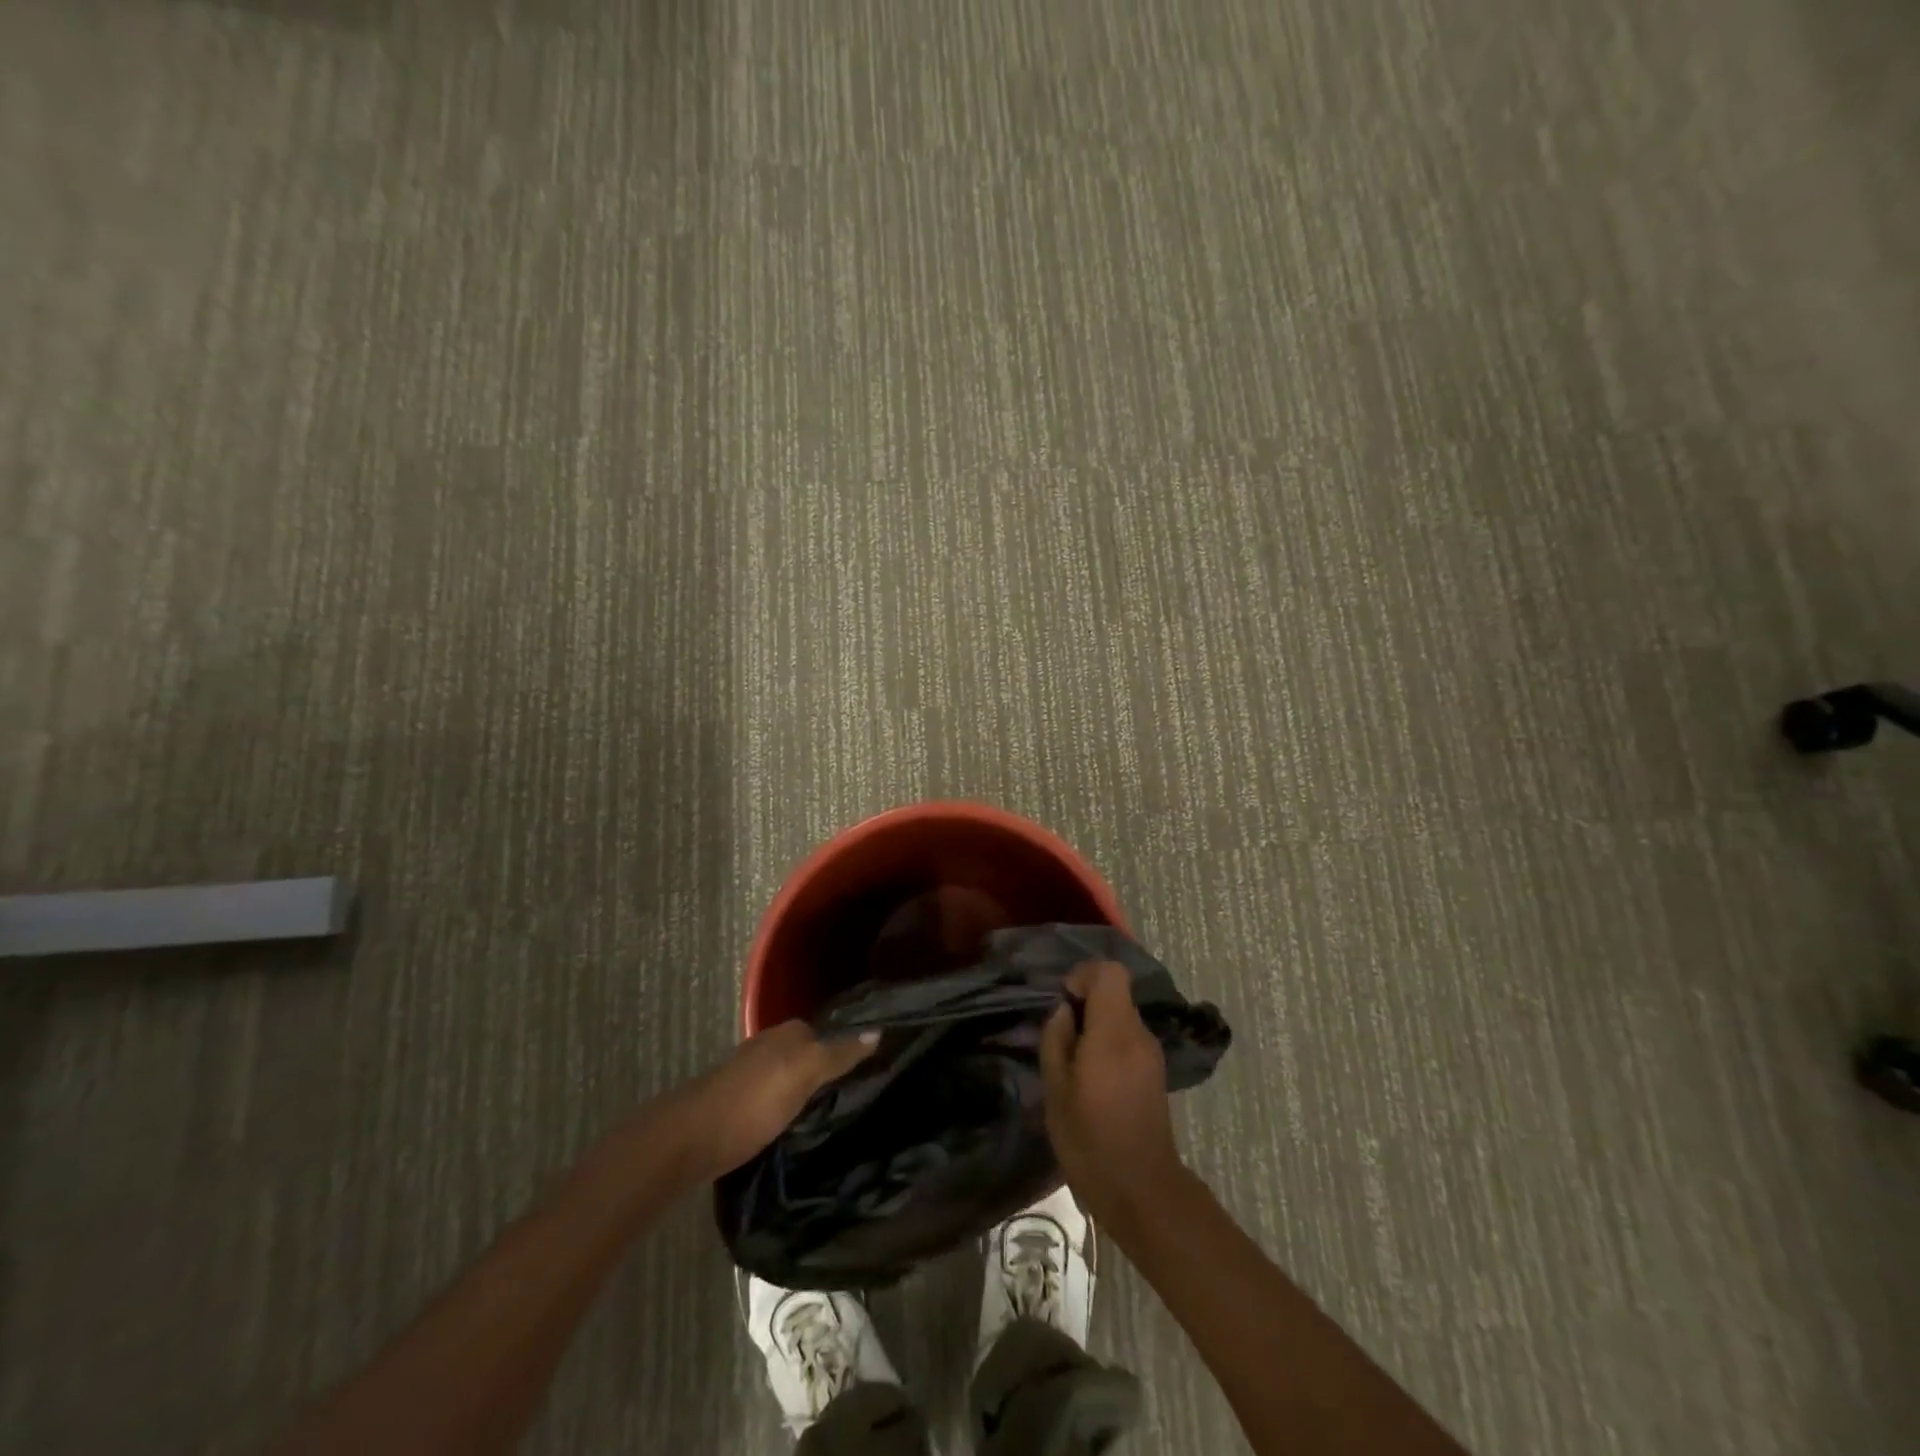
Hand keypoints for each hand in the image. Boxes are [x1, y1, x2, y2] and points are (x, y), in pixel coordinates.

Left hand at [682, 1022, 877, 1175]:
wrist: (689, 1140)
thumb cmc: (752, 1102)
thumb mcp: (803, 1074)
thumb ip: (839, 1054)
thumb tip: (878, 1031)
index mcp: (787, 1033)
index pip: (829, 1033)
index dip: (850, 1049)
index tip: (874, 1071)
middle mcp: (769, 1046)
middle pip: (809, 1054)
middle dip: (830, 1070)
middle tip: (858, 1098)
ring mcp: (751, 1075)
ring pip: (792, 1077)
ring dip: (809, 1092)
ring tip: (834, 1116)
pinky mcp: (738, 1104)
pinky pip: (776, 1099)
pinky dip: (789, 1109)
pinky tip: (799, 1127)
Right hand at [1040, 960, 1185, 1229]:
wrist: (1142, 1191)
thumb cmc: (1090, 1140)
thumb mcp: (1056, 1090)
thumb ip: (1056, 1040)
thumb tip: (1063, 1012)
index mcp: (1115, 1032)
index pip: (1110, 973)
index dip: (1084, 975)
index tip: (1063, 1002)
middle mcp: (1139, 1034)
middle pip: (1116, 993)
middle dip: (1086, 1003)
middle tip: (1061, 1036)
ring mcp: (1151, 1054)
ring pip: (1121, 1016)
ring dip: (1096, 1025)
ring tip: (1072, 1061)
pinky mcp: (1155, 1073)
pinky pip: (1128, 1039)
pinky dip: (1108, 1043)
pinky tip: (1092, 1078)